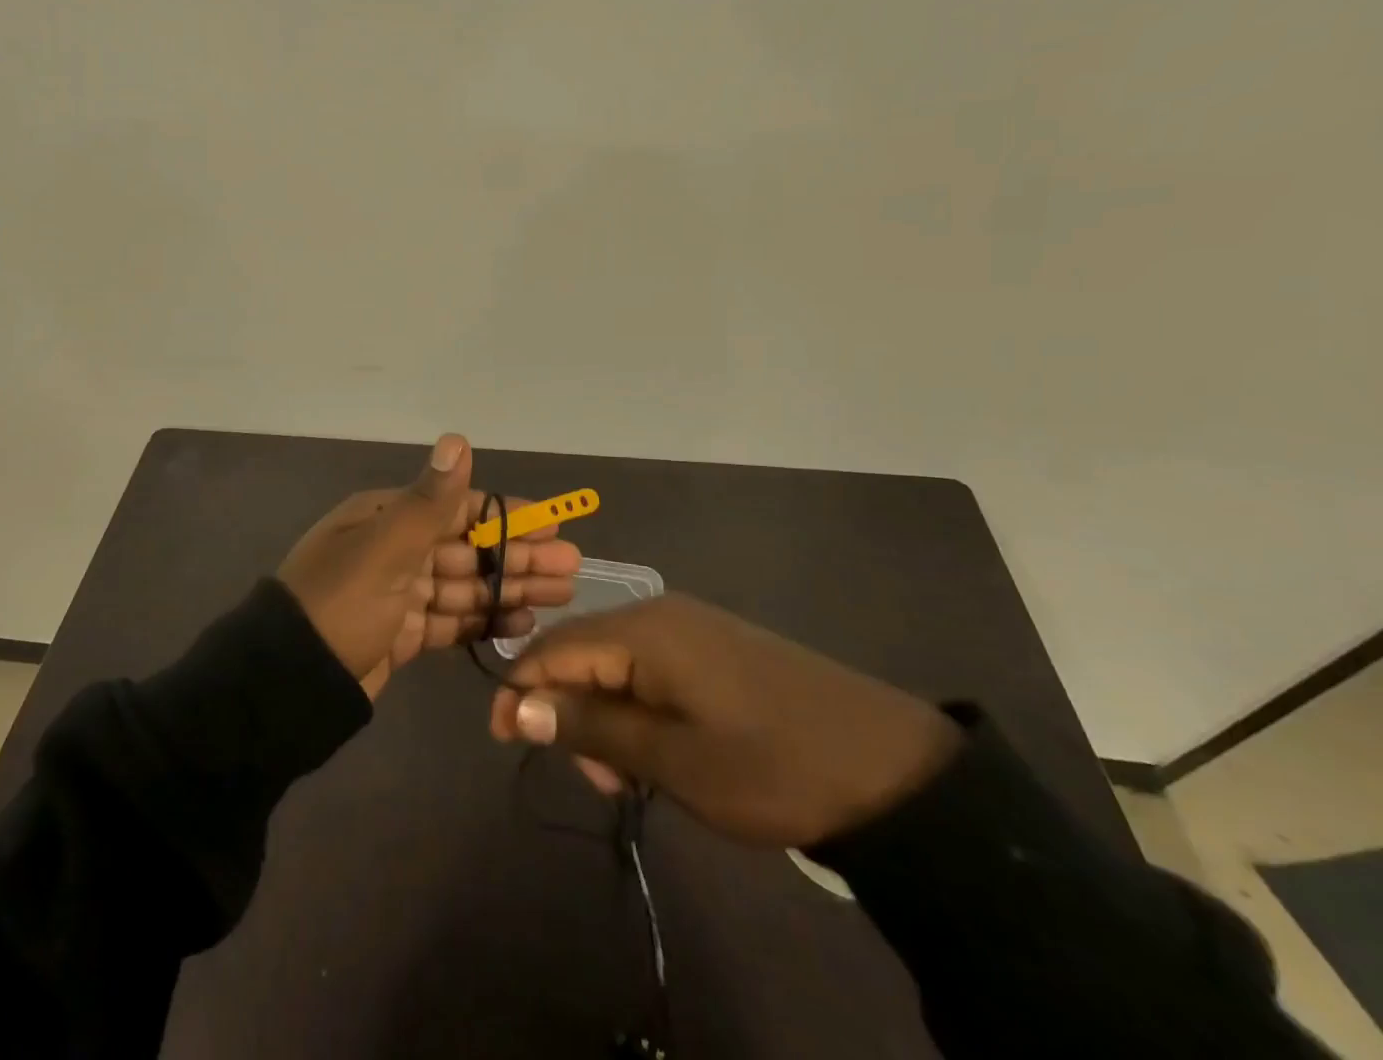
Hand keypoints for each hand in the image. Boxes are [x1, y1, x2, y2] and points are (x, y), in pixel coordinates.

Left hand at [278, 434, 580, 697]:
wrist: (286, 685)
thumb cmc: (340, 606)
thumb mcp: (384, 550)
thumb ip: (429, 501)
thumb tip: (458, 439)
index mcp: (387, 519)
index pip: (459, 509)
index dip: (509, 517)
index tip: (555, 525)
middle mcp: (394, 549)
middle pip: (469, 549)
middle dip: (519, 557)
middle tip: (572, 569)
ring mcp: (398, 594)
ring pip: (465, 586)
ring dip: (510, 589)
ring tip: (560, 596)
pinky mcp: (401, 634)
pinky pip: (450, 621)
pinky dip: (484, 622)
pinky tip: (521, 624)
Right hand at [489, 594, 960, 846]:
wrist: (889, 768)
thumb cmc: (770, 766)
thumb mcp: (672, 759)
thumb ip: (589, 726)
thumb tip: (515, 706)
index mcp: (643, 631)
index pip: (553, 647)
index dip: (520, 690)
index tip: (501, 740)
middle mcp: (659, 613)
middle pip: (581, 652)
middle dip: (568, 710)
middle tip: (597, 779)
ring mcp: (690, 626)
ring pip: (615, 663)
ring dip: (604, 716)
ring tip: (632, 775)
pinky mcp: (713, 646)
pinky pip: (650, 668)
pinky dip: (637, 708)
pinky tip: (658, 749)